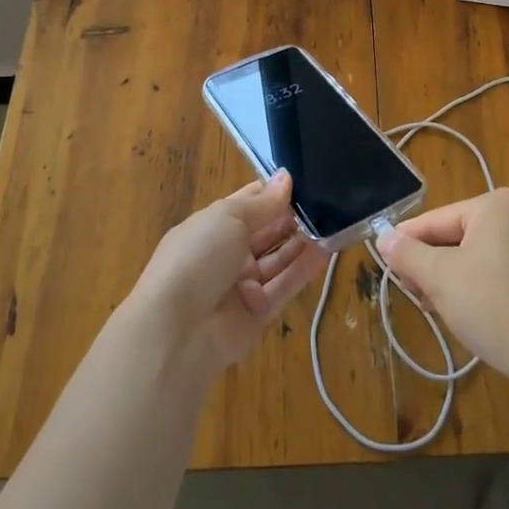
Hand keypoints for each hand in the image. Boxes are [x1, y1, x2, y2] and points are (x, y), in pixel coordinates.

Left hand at [128, 170, 329, 376]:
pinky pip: (285, 286)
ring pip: (278, 259)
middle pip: (265, 232)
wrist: (177, 330)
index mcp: (211, 227)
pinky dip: (304, 269)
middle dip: (291, 217)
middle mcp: (226, 254)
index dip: (272, 192)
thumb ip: (263, 202)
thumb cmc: (197, 258)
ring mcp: (241, 285)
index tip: (302, 180)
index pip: (247, 204)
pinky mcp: (258, 313)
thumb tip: (286, 177)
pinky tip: (327, 250)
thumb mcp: (228, 218)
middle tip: (325, 201)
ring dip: (301, 242)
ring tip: (332, 222)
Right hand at [378, 188, 508, 389]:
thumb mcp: (439, 278)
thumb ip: (407, 254)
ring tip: (431, 306)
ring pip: (472, 256)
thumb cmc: (492, 306)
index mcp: (495, 205)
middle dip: (430, 265)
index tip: (385, 265)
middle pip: (455, 236)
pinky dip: (473, 286)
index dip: (407, 243)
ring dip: (448, 279)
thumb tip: (383, 237)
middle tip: (410, 292)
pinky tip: (459, 310)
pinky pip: (493, 270)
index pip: (436, 220)